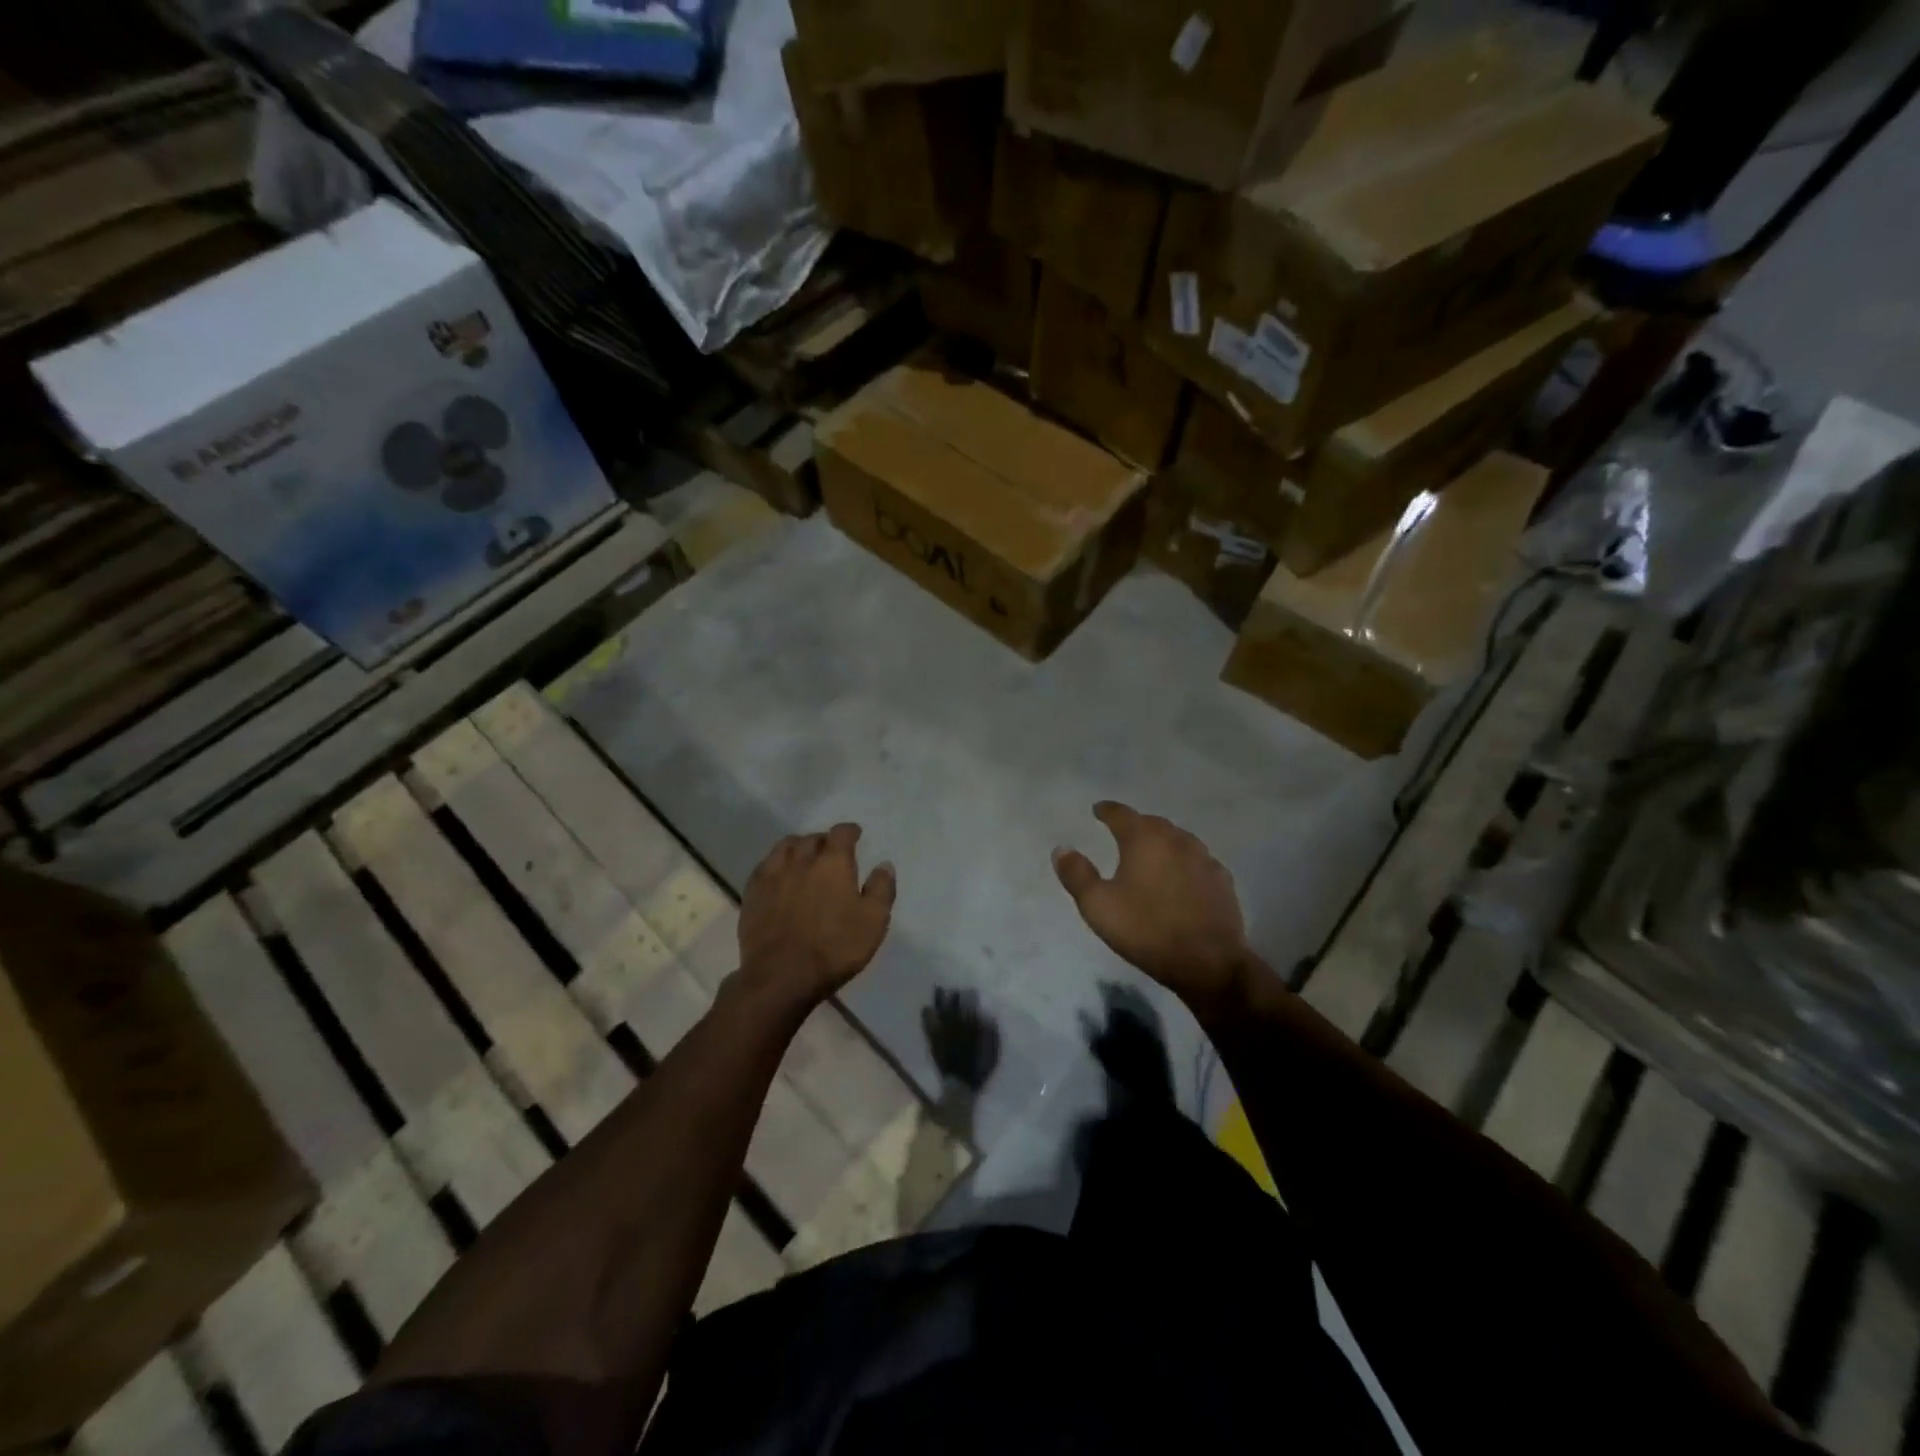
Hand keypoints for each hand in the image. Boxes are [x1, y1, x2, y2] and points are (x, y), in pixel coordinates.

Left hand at [736, 823, 895, 1014]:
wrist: (781, 977)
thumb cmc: (834, 948)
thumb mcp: (873, 922)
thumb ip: (881, 889)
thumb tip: (884, 865)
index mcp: (832, 863)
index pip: (841, 833)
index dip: (850, 831)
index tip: (855, 835)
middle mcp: (801, 860)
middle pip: (811, 838)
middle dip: (824, 840)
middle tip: (830, 851)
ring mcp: (772, 875)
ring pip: (784, 847)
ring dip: (797, 847)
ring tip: (803, 857)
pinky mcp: (752, 894)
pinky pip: (764, 866)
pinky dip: (776, 864)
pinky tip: (779, 876)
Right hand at [1054, 802, 1250, 1011]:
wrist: (1208, 962)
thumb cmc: (1146, 930)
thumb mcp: (1098, 906)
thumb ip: (1077, 874)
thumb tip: (1062, 848)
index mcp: (1144, 839)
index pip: (1121, 814)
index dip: (1107, 810)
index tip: (1098, 809)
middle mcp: (1176, 839)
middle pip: (1152, 823)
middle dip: (1136, 825)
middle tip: (1122, 833)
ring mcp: (1204, 858)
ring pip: (1178, 840)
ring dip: (1162, 842)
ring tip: (1150, 853)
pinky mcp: (1222, 880)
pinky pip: (1197, 861)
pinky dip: (1183, 862)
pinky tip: (1180, 877)